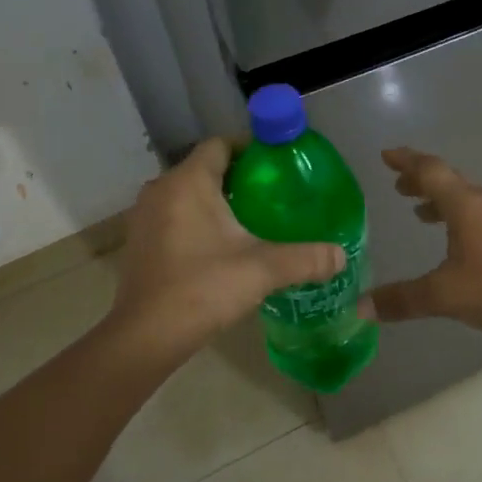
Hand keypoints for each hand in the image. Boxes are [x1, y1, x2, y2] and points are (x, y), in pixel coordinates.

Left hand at [109, 139, 344, 368]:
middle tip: (273, 195)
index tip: (278, 167)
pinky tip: (220, 246)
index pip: (220, 144)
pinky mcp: (139, 241)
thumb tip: (341, 256)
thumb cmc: (203, 288)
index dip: (250, 150)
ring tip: (252, 220)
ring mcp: (145, 216)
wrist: (146, 337)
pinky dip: (196, 220)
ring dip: (216, 201)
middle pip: (205, 168)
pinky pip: (174, 215)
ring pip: (188, 193)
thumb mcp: (262, 270)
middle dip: (239, 178)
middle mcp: (161, 188)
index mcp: (188, 181)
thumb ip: (305, 258)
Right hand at [364, 148, 481, 348]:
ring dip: (440, 199)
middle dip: (420, 180)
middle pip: (448, 180)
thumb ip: (401, 299)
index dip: (406, 161)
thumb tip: (360, 307)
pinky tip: (456, 238)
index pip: (430, 171)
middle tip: (398, 186)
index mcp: (465, 205)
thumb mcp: (443, 296)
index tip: (386, 154)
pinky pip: (480, 211)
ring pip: (466, 196)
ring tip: (419, 212)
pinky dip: (458, 214)